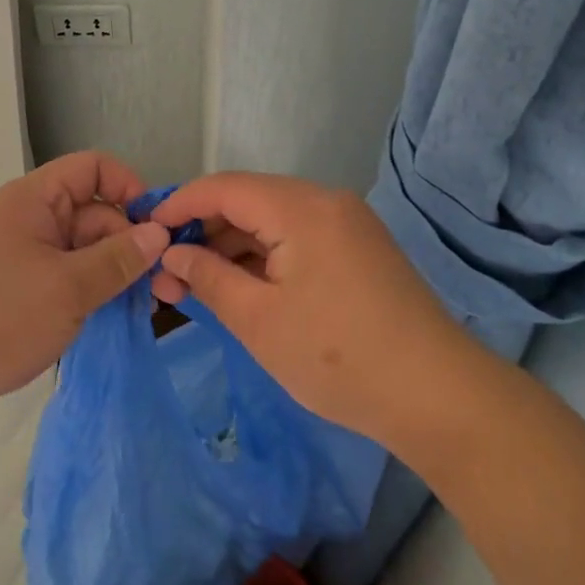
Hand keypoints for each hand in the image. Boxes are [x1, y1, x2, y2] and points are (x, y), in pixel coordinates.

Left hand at [0, 151, 169, 443]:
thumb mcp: (68, 288)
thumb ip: (118, 259)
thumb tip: (160, 233)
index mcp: (35, 199)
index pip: (93, 168)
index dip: (128, 187)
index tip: (156, 227)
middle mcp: (31, 217)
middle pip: (95, 211)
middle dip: (130, 242)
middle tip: (164, 286)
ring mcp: (26, 253)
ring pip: (85, 247)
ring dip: (116, 271)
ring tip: (149, 305)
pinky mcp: (23, 286)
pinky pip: (69, 274)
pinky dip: (93, 289)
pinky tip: (118, 314)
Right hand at [148, 172, 477, 451]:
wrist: (440, 397)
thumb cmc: (338, 358)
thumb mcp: (258, 320)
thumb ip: (208, 277)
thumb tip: (172, 252)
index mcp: (300, 207)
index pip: (223, 188)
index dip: (179, 204)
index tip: (145, 229)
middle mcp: (325, 201)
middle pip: (248, 201)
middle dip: (203, 232)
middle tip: (168, 274)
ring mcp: (347, 223)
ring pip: (272, 220)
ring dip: (233, 247)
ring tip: (197, 285)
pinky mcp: (359, 248)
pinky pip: (297, 237)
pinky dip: (265, 256)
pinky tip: (242, 286)